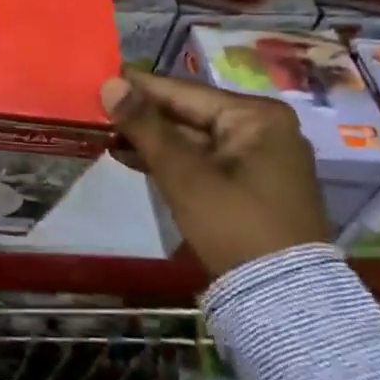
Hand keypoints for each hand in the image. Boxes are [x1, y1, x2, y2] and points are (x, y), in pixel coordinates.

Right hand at [101, 67, 329, 277]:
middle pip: (189, 114)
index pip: (184, 92)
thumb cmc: (234, 224)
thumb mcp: (183, 173)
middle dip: (143, 116)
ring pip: (193, 139)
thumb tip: (109, 84)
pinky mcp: (251, 185)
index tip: (101, 78)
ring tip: (106, 134)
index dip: (139, 88)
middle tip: (97, 109)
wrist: (282, 300)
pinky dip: (171, 160)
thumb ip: (144, 126)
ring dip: (152, 139)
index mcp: (258, 116)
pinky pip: (203, 160)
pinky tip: (131, 157)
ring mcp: (260, 158)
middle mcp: (264, 129)